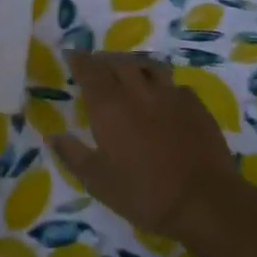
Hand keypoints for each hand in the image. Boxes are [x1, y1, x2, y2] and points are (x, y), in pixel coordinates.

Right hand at [54, 52, 240, 240]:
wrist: (204, 202)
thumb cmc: (144, 193)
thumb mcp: (98, 181)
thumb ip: (72, 154)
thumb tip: (52, 135)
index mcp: (109, 106)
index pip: (89, 70)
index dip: (78, 60)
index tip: (71, 55)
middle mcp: (137, 91)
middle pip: (117, 62)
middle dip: (104, 59)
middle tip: (97, 65)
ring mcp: (170, 94)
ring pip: (148, 65)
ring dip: (133, 64)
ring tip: (128, 72)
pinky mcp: (195, 105)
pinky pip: (174, 84)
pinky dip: (162, 84)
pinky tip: (163, 97)